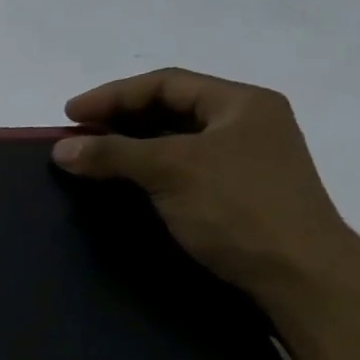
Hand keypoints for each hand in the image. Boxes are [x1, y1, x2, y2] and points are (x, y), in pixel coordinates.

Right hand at [51, 68, 359, 300]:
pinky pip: (182, 170)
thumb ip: (114, 153)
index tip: (70, 114)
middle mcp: (246, 125)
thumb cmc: (238, 209)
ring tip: (93, 158)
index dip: (113, 95)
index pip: (166, 83)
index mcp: (241, 104)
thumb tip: (60, 148)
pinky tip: (125, 185)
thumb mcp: (171, 171)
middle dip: (120, 119)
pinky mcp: (236, 196)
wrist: (299, 275)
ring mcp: (244, 162)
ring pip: (176, 142)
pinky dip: (148, 171)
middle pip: (171, 109)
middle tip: (78, 135)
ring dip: (131, 147)